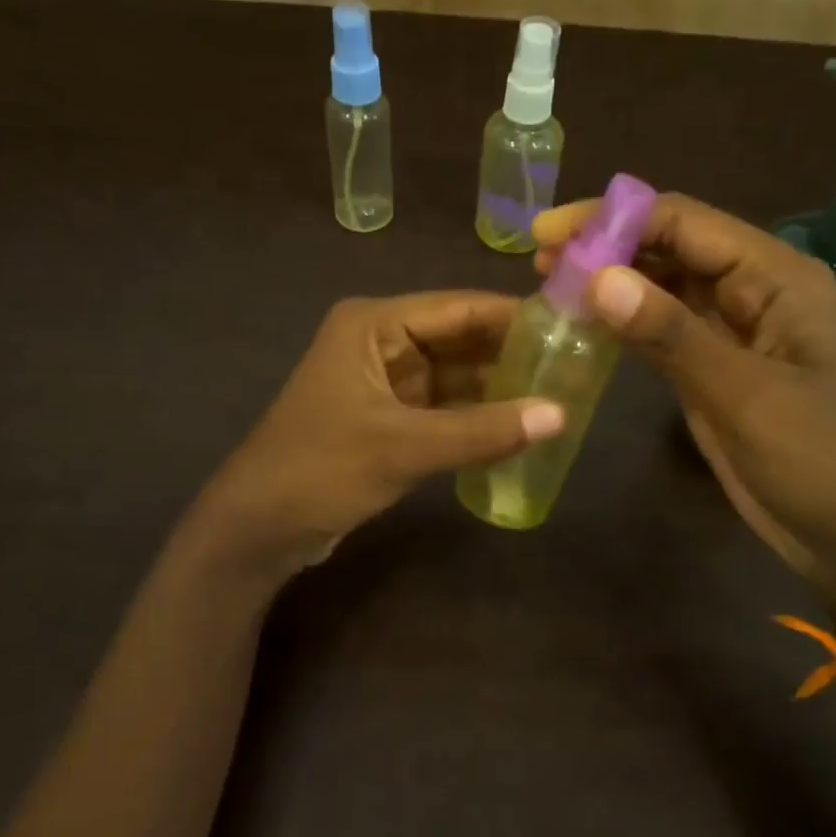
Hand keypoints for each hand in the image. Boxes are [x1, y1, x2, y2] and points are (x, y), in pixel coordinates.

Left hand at [198, 293, 564, 574]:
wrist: (258, 528)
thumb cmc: (321, 469)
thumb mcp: (404, 447)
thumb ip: (482, 431)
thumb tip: (560, 415)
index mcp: (374, 325)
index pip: (459, 308)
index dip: (515, 316)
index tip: (573, 324)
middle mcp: (381, 342)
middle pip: (460, 340)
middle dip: (511, 354)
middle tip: (577, 365)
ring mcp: (385, 382)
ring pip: (454, 376)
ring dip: (497, 388)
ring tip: (561, 396)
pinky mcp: (388, 419)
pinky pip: (444, 409)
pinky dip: (476, 418)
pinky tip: (520, 428)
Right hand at [533, 194, 835, 641]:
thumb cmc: (826, 462)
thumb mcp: (746, 395)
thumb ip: (670, 334)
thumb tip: (597, 277)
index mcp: (776, 277)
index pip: (685, 222)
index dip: (614, 219)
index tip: (548, 233)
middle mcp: (753, 294)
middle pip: (672, 248)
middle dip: (607, 245)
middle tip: (537, 259)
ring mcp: (734, 336)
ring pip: (664, 290)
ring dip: (612, 283)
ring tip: (548, 285)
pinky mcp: (716, 376)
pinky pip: (663, 335)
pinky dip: (624, 326)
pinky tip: (585, 325)